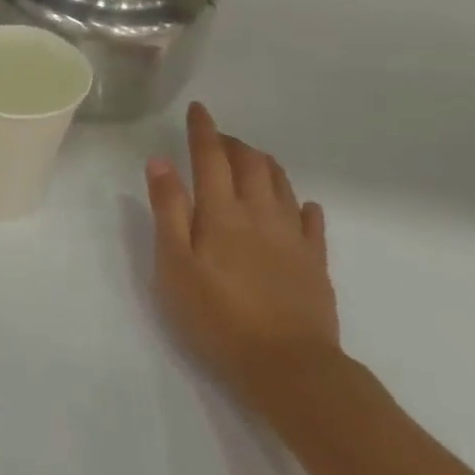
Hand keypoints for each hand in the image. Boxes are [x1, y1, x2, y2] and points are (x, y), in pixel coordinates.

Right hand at [146, 102, 340, 408]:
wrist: (288, 365)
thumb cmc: (217, 315)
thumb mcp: (174, 264)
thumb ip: (168, 210)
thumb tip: (160, 161)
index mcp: (221, 212)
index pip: (211, 157)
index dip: (203, 130)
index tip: (198, 109)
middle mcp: (260, 213)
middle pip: (250, 164)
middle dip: (233, 143)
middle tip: (217, 137)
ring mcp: (292, 237)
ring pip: (281, 184)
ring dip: (263, 163)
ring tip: (250, 158)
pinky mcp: (314, 262)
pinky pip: (312, 221)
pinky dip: (301, 204)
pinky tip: (300, 204)